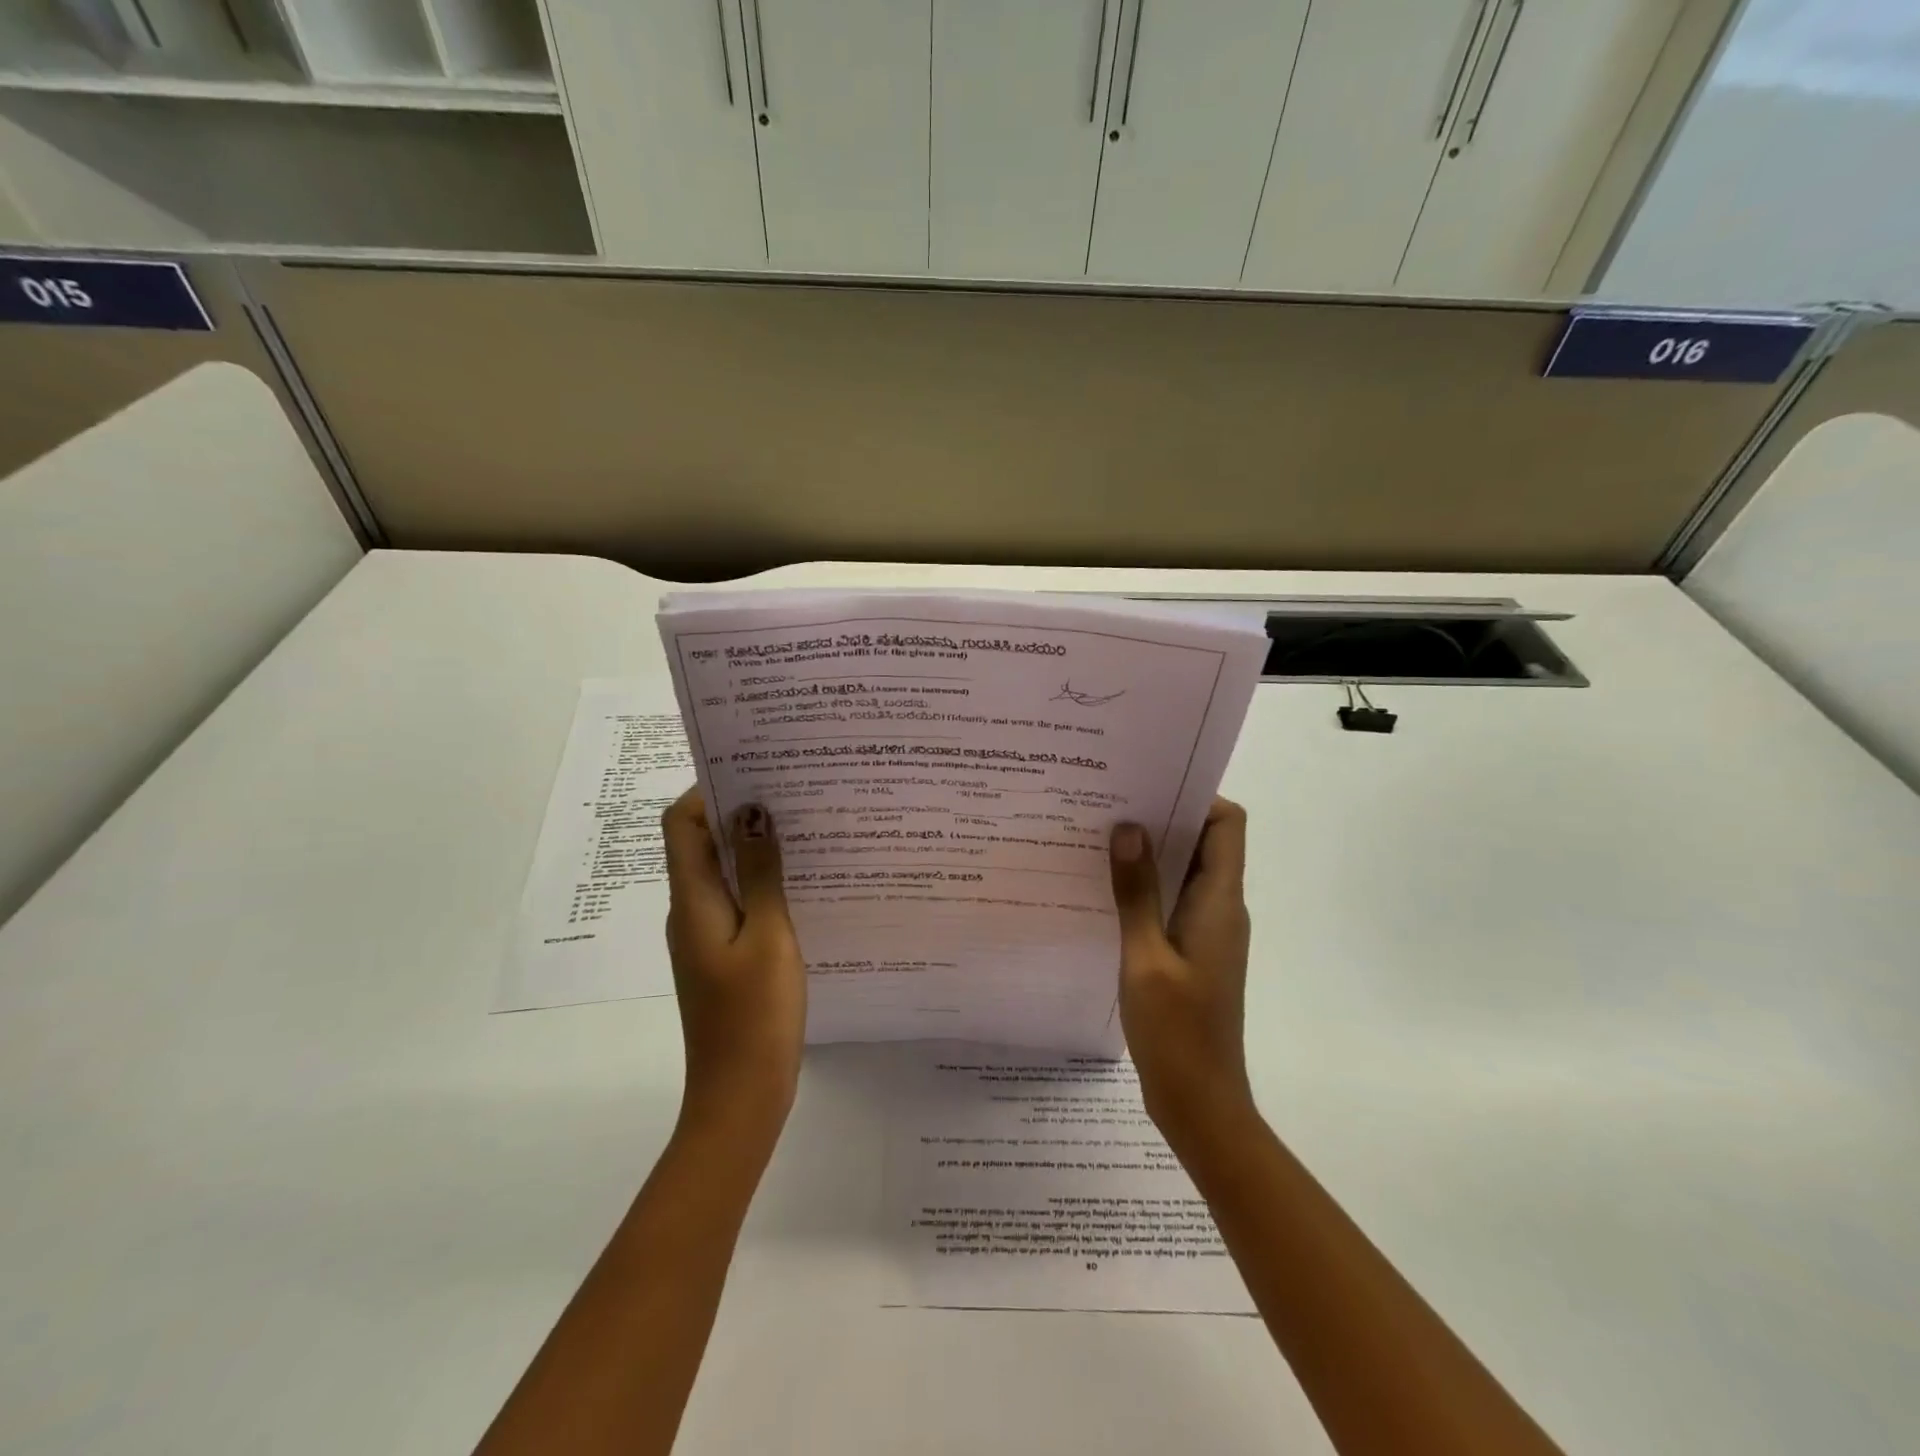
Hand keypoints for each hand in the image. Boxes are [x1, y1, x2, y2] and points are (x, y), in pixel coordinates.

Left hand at [660, 789, 806, 1148]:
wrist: (740, 1097)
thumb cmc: (754, 1016)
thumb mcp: (768, 936)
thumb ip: (761, 874)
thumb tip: (752, 812)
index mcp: (692, 901)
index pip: (681, 824)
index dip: (709, 790)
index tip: (757, 771)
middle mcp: (690, 911)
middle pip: (701, 843)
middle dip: (739, 812)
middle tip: (793, 792)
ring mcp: (705, 937)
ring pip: (723, 873)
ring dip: (753, 848)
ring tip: (804, 828)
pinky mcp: (724, 957)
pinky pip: (738, 902)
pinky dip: (761, 882)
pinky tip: (803, 882)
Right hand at [1109, 798, 1255, 1141]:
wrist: (1200, 1104)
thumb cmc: (1177, 1032)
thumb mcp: (1145, 959)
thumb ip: (1137, 893)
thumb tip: (1128, 828)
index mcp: (1220, 903)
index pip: (1227, 824)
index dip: (1195, 796)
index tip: (1147, 785)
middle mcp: (1221, 909)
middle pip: (1204, 842)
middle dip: (1162, 817)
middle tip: (1108, 803)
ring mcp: (1207, 932)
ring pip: (1184, 872)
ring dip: (1150, 853)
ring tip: (1098, 837)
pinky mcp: (1192, 952)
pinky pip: (1172, 901)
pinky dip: (1146, 887)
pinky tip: (1104, 890)